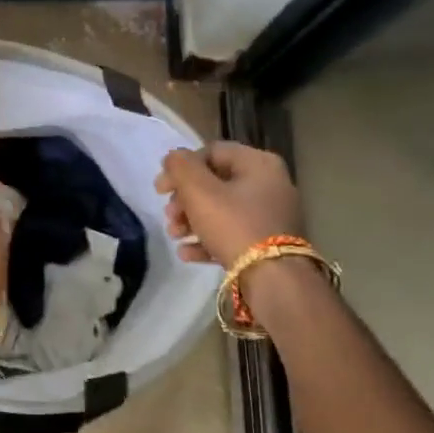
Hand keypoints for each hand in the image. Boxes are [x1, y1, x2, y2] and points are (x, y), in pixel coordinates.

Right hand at [154, 142, 303, 269]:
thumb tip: (174, 157)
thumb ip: (181, 167)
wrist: (274, 280)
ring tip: (174, 235)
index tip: (160, 189)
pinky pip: (232, 234)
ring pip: (221, 210)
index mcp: (259, 164)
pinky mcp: (268, 245)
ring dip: (191, 220)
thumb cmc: (234, 225)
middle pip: (215, 183)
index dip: (181, 167)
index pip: (211, 152)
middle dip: (184, 199)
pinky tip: (186, 253)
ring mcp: (271, 216)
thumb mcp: (199, 191)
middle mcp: (270, 185)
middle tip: (168, 215)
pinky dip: (207, 239)